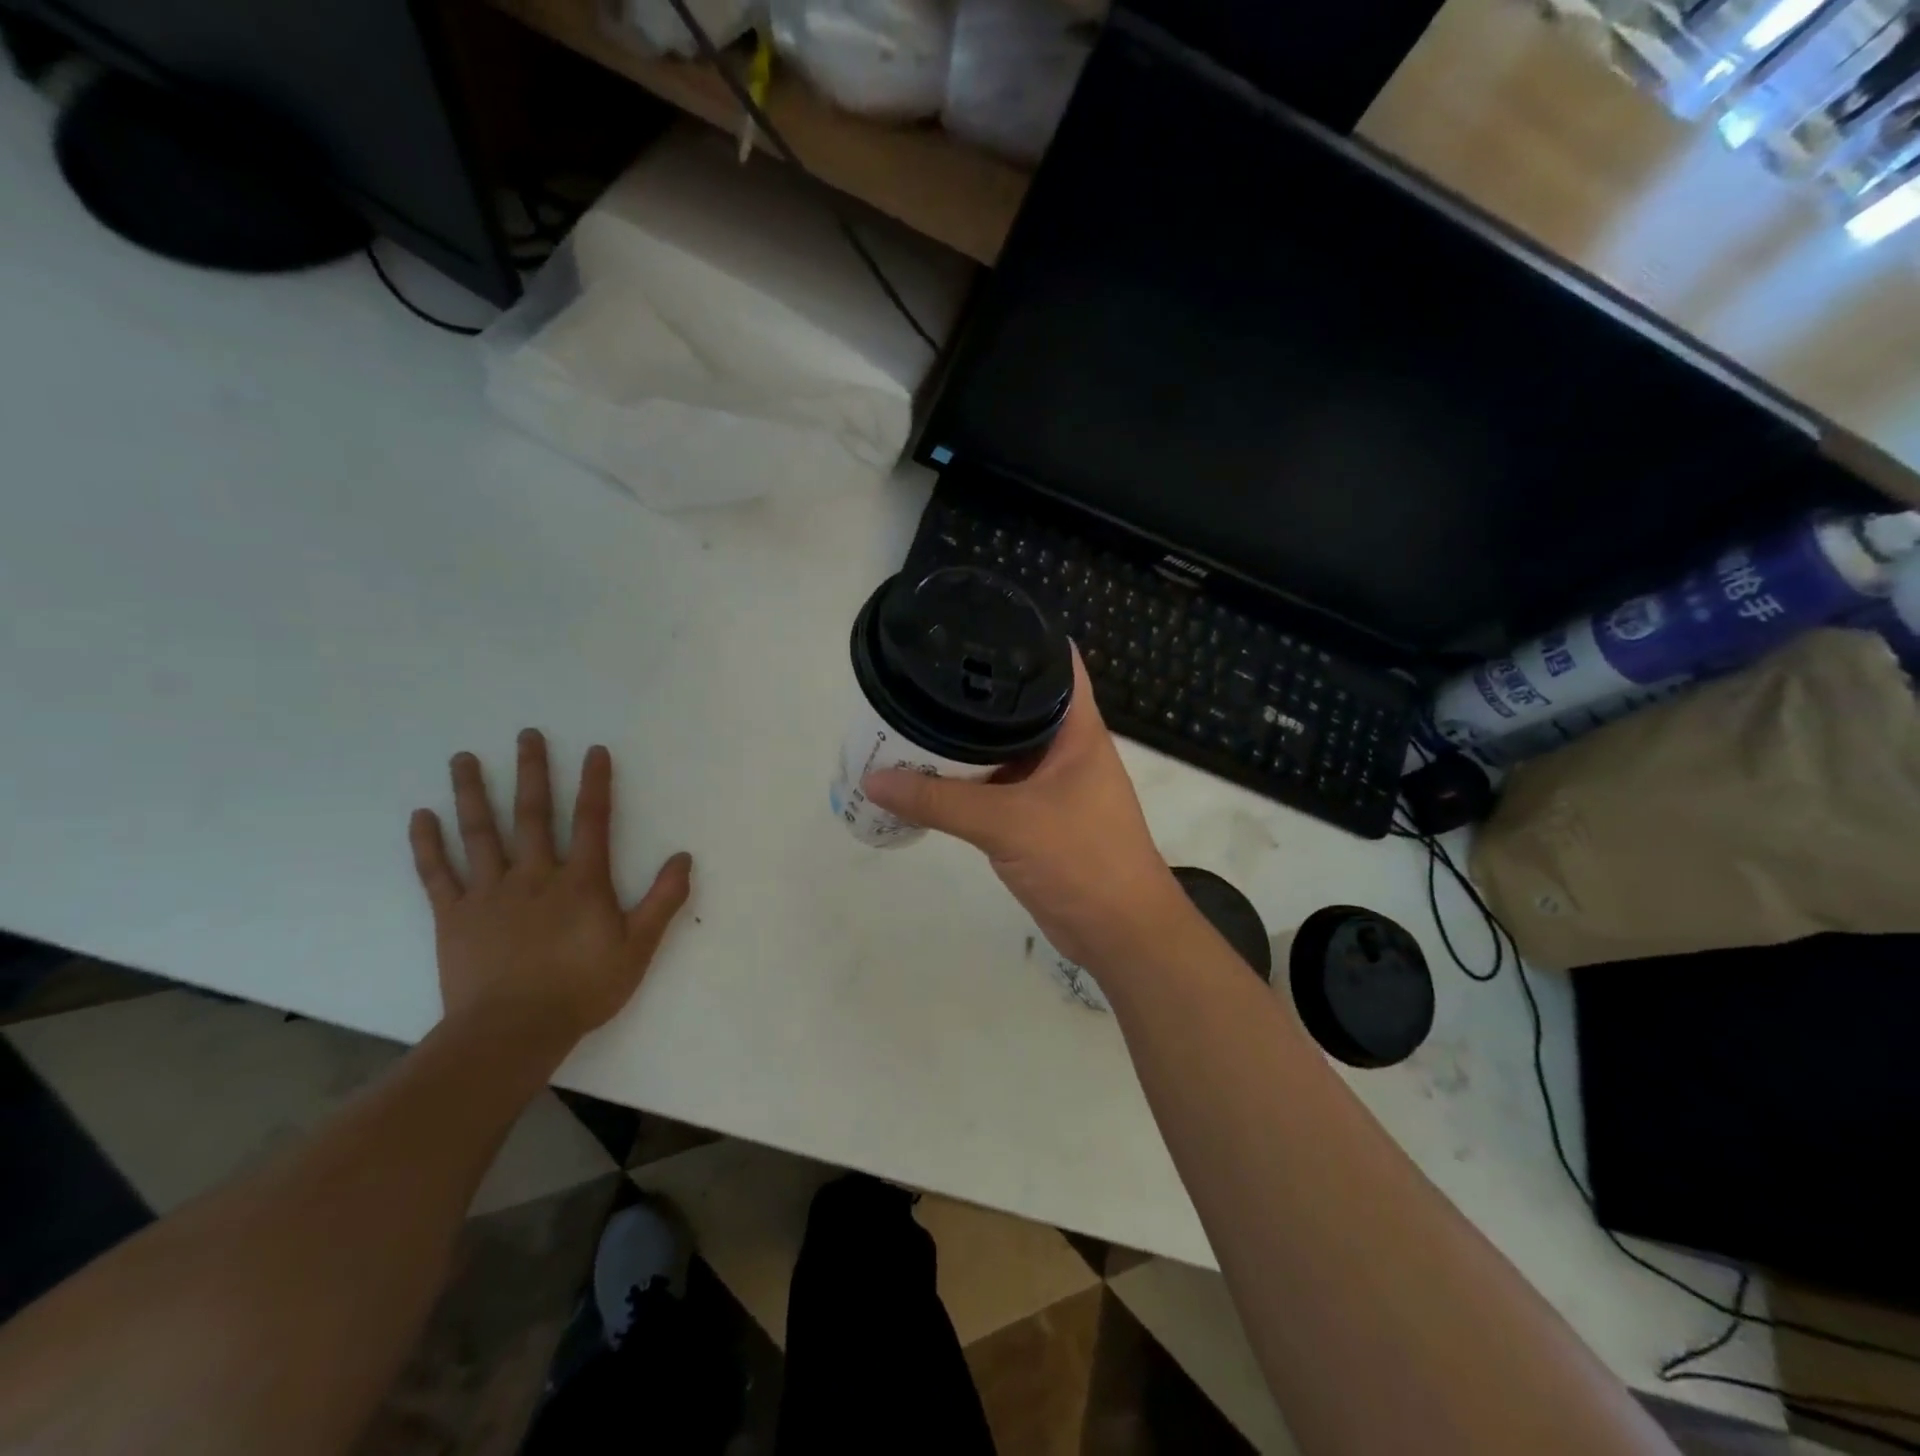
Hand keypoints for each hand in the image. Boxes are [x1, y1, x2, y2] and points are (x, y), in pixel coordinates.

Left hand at [408, 730, 691, 1056]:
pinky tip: (420, 817)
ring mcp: (489, 894)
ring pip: (480, 834)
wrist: (512, 1032)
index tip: (594, 749)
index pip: (592, 821)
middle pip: (533, 814)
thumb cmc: (581, 989)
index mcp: (580, 882)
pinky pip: (437, 875)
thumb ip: (663, 901)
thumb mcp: (638, 948)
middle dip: (532, 771)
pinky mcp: (453, 917)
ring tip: (463, 758)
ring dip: (473, 793)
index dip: (596, 784)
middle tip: (526, 734)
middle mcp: (534, 876)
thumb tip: (684, 857)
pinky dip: (427, 845)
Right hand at [862, 650, 1192, 974]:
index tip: (970, 625)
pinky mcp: (1035, 817)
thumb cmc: (1081, 860)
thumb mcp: (1007, 823)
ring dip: (963, 743)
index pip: (1054, 664)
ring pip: (1001, 751)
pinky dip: (965, 783)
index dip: (1019, 638)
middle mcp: (1064, 748)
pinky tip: (926, 775)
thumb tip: (874, 778)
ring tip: (910, 719)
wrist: (1119, 933)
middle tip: (920, 676)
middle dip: (972, 694)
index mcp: (1077, 729)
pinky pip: (994, 789)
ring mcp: (1050, 784)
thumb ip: (940, 800)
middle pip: (1017, 706)